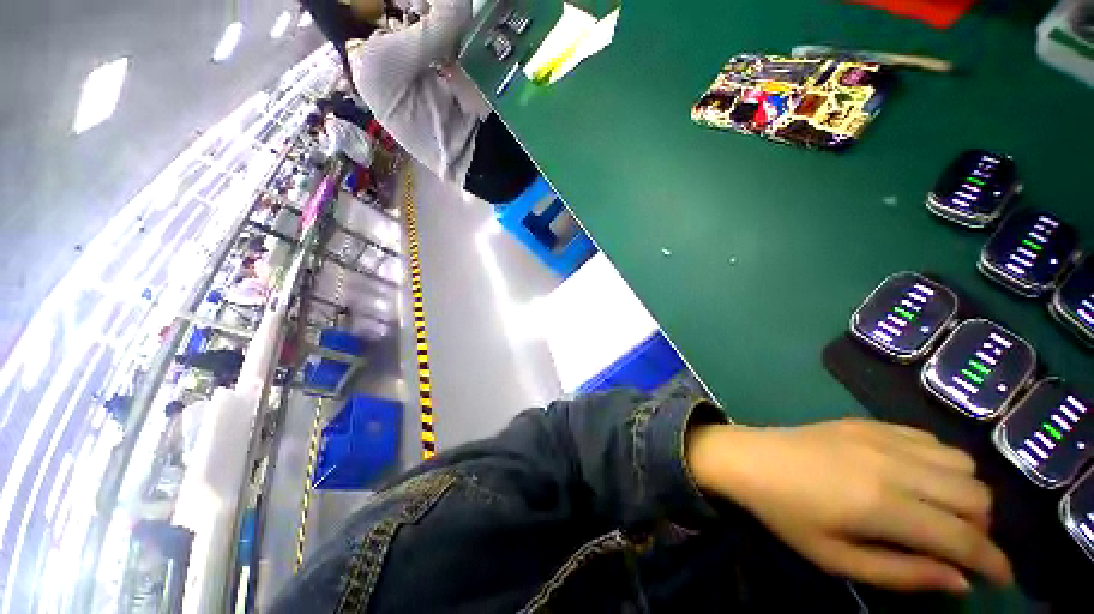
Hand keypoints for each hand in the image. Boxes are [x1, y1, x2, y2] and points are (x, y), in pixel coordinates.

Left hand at [686, 418, 1012, 593]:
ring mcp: (882, 436)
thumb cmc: (785, 513)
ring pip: (961, 462)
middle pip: (977, 495)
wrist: (747, 458)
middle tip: (960, 545)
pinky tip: (919, 477)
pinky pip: (929, 438)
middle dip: (982, 528)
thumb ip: (903, 573)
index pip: (965, 537)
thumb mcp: (837, 559)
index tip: (1004, 578)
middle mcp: (895, 465)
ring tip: (942, 512)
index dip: (994, 562)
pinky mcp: (868, 422)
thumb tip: (960, 581)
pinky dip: (941, 462)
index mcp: (884, 505)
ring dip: (966, 492)